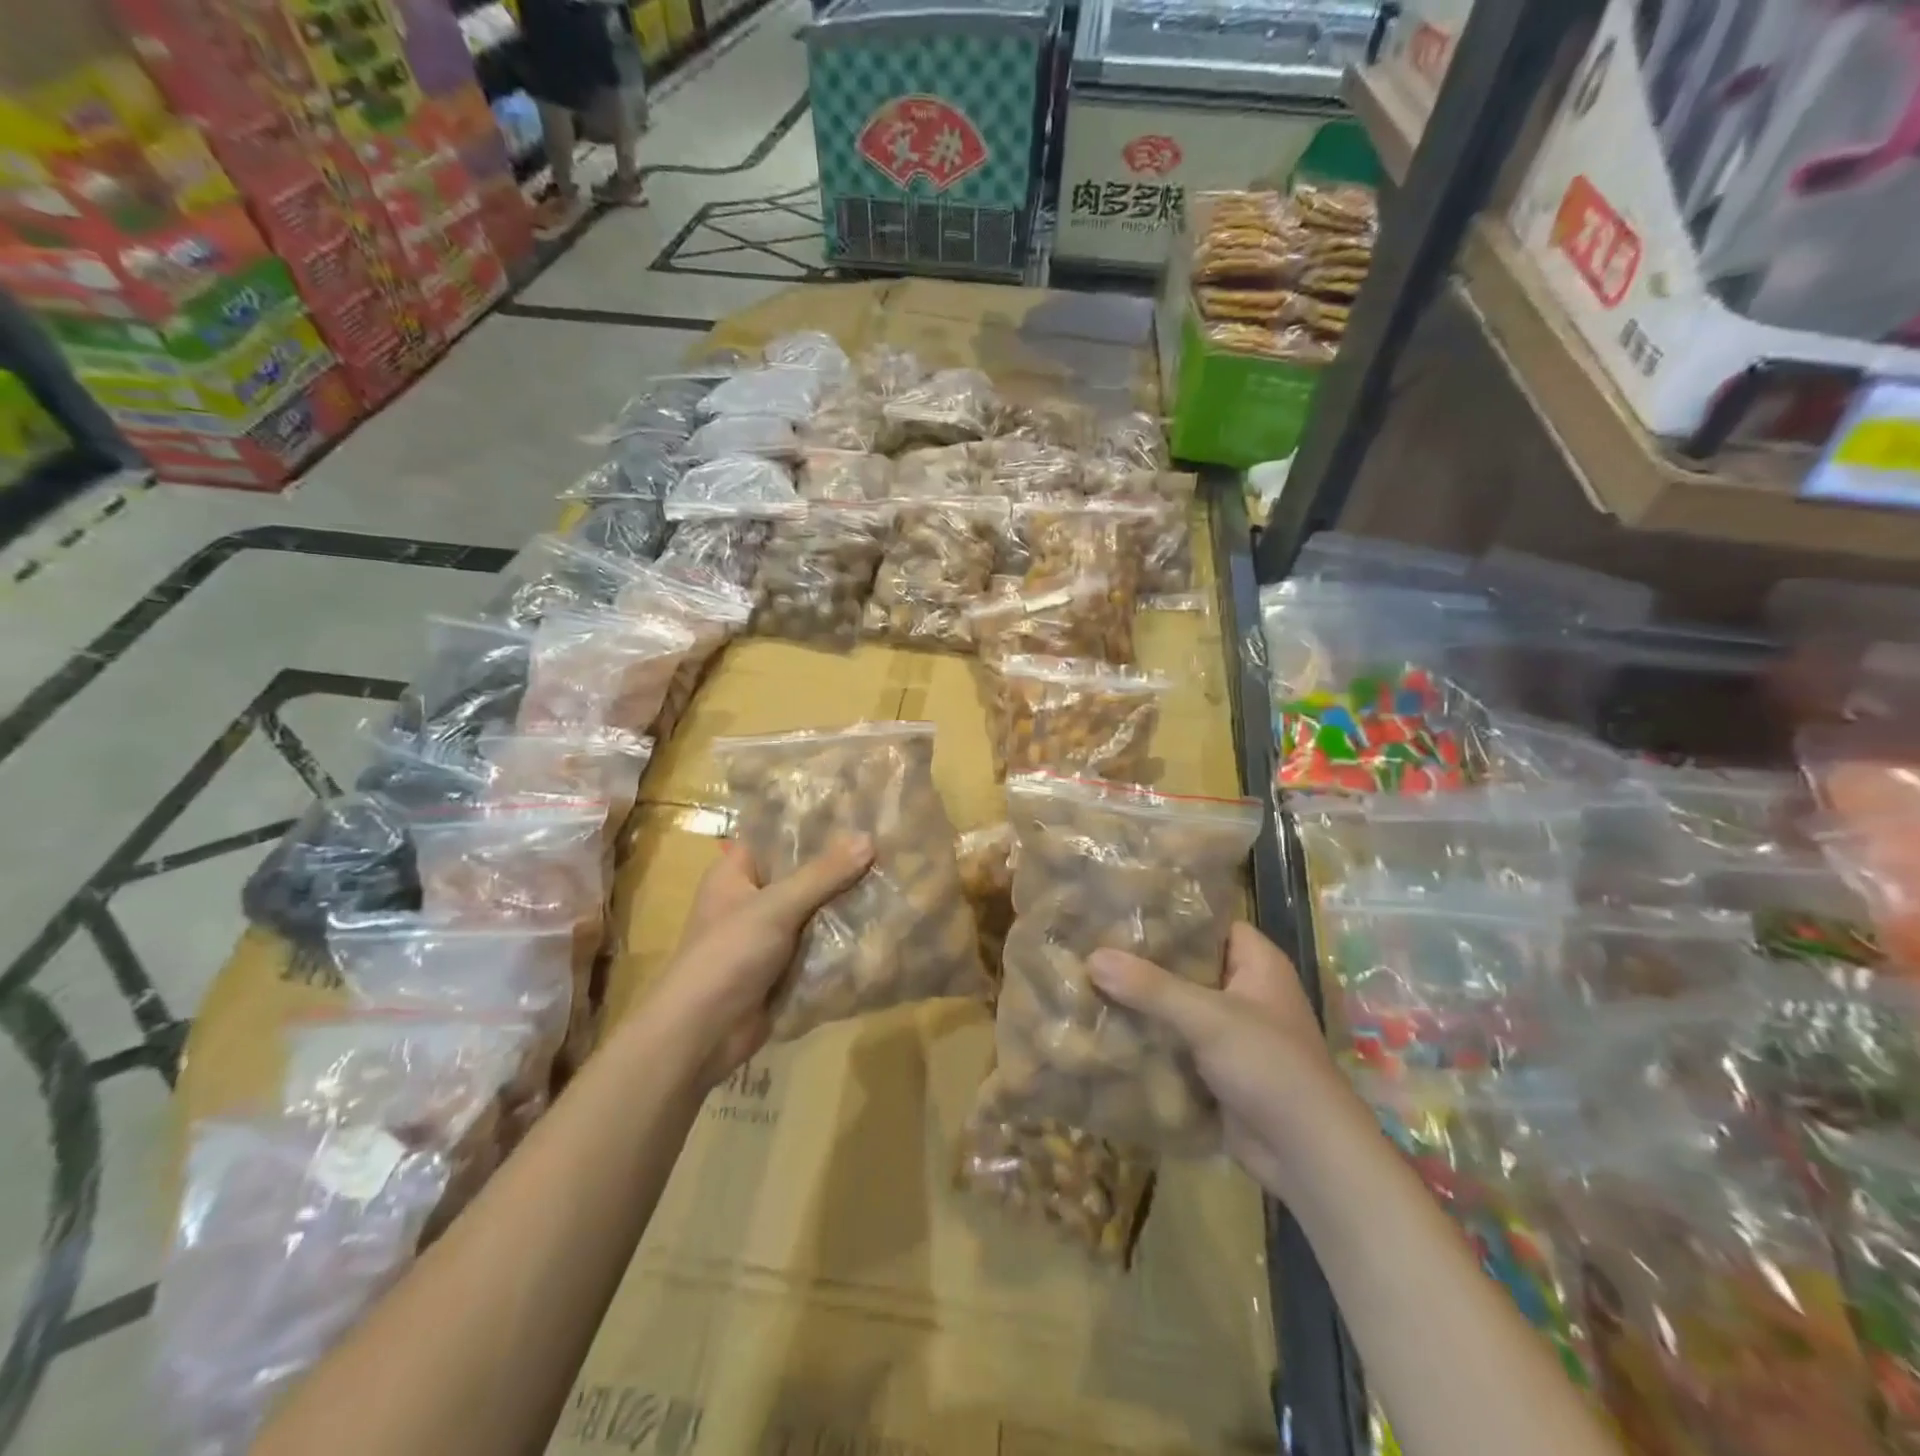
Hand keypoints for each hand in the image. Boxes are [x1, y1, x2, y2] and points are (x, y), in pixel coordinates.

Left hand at [655, 834, 873, 1085]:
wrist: (703, 1034)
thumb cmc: (728, 955)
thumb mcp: (776, 906)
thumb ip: (823, 874)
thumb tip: (869, 839)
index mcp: (736, 873)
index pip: (778, 836)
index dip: (814, 825)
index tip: (859, 813)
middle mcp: (751, 899)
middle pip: (802, 874)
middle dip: (841, 867)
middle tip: (889, 846)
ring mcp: (768, 936)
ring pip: (815, 911)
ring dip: (846, 904)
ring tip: (894, 881)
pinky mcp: (783, 968)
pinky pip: (819, 944)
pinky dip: (843, 939)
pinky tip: (882, 924)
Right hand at [1089, 922, 1340, 1198]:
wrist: (1307, 1157)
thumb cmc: (1270, 1067)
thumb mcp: (1209, 1018)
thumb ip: (1151, 987)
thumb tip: (1092, 957)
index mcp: (1257, 964)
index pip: (1209, 924)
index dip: (1169, 917)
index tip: (1120, 913)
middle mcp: (1245, 991)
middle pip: (1187, 966)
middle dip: (1143, 962)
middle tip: (1092, 946)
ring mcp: (1231, 1033)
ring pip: (1176, 1006)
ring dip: (1140, 1003)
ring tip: (1086, 982)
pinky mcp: (1216, 1069)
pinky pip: (1175, 1043)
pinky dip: (1147, 1039)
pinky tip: (1104, 1029)